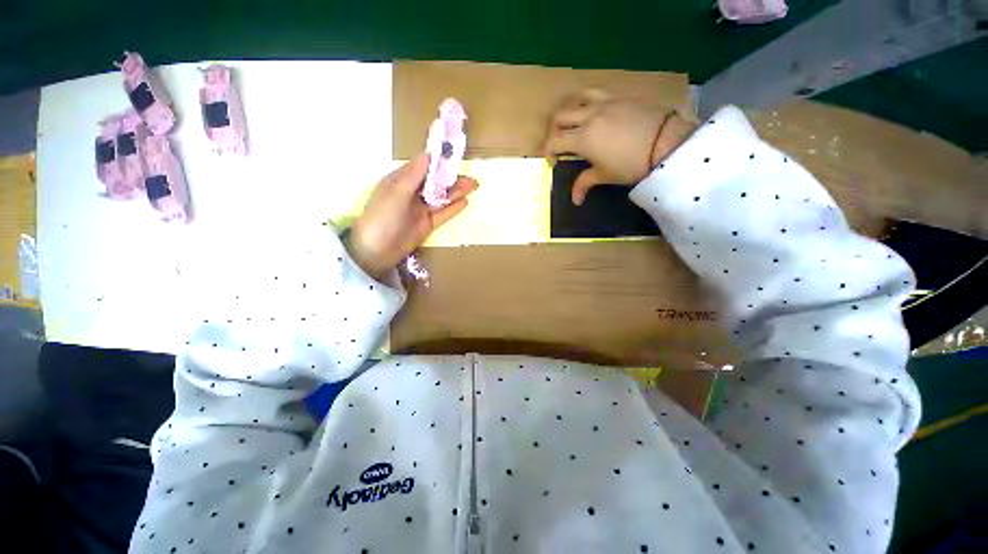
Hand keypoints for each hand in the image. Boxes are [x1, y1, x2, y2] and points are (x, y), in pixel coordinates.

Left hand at [346, 153, 478, 280]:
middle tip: (472, 179)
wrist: (376, 252)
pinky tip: (465, 202)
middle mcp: (412, 193)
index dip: (439, 163)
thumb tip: (429, 154)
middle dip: (452, 179)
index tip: (456, 158)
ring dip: (456, 192)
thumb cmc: (382, 217)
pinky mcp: (427, 225)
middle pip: (435, 183)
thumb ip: (414, 175)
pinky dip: (453, 208)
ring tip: (473, 187)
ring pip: (441, 198)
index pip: (423, 167)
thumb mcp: (396, 193)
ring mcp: (420, 210)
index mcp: (400, 181)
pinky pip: (442, 214)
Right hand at [544, 89, 696, 204]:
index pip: (554, 141)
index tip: (552, 161)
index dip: (548, 151)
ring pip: (576, 98)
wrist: (667, 143)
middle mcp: (588, 116)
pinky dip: (588, 101)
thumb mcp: (605, 176)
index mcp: (582, 138)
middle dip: (554, 130)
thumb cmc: (631, 165)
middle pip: (560, 116)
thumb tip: (575, 201)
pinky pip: (596, 93)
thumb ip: (584, 184)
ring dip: (569, 110)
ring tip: (573, 122)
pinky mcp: (620, 95)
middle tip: (559, 142)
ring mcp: (605, 102)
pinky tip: (595, 112)